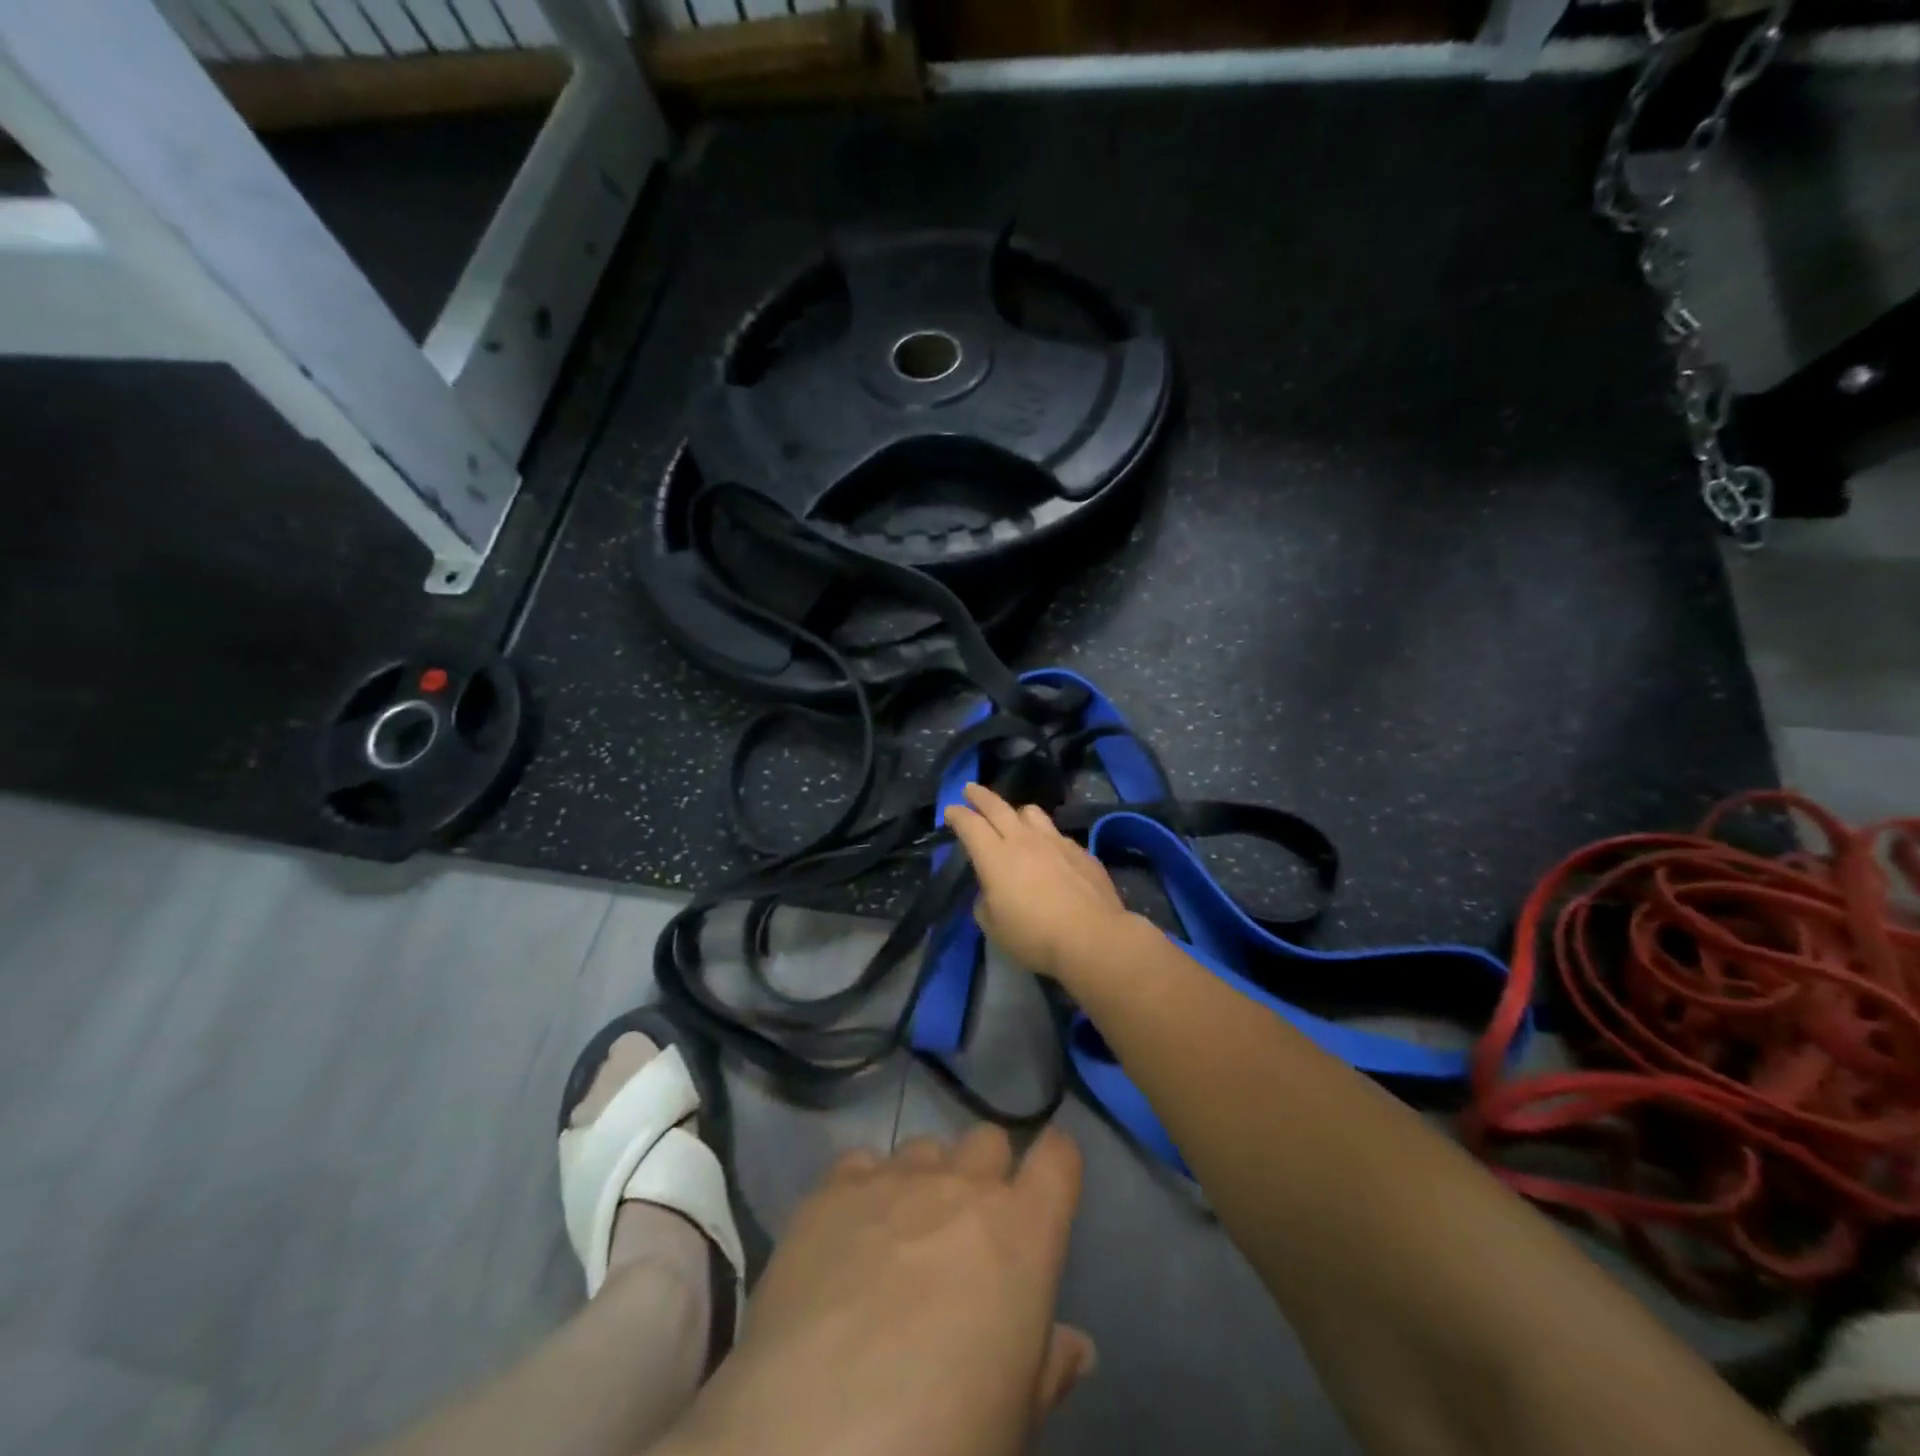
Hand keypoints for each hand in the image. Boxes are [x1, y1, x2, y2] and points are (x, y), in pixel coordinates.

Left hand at [666, 1126, 1092, 1455]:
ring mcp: (894, 1178)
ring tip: (902, 1235)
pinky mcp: (832, 1188)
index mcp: (1023, 1231)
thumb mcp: (1015, 1418)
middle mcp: (962, 1184)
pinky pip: (862, 1164)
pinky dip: (865, 1189)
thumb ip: (1049, 1366)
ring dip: (925, 1181)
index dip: (1055, 1165)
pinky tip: (849, 1237)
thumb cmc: (945, 1434)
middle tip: (968, 1230)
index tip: (1047, 1186)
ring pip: (925, 1148)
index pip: (1058, 1157)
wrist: (818, 1436)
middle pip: (987, 1141)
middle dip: (986, 1174)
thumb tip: (1075, 1346)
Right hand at [943, 782, 1137, 981]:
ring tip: (1014, 818)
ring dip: (1016, 812)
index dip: (957, 815)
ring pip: (1031, 812)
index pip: (970, 825)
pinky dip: (1045, 837)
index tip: (951, 810)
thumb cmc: (1035, 936)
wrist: (1092, 937)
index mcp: (995, 857)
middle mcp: (1023, 840)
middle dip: (980, 796)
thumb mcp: (995, 927)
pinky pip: (1056, 834)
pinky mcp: (1080, 851)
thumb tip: (991, 892)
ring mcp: (1055, 841)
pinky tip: (1050, 852)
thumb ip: (986, 902)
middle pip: (997, 807)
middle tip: (970, 789)